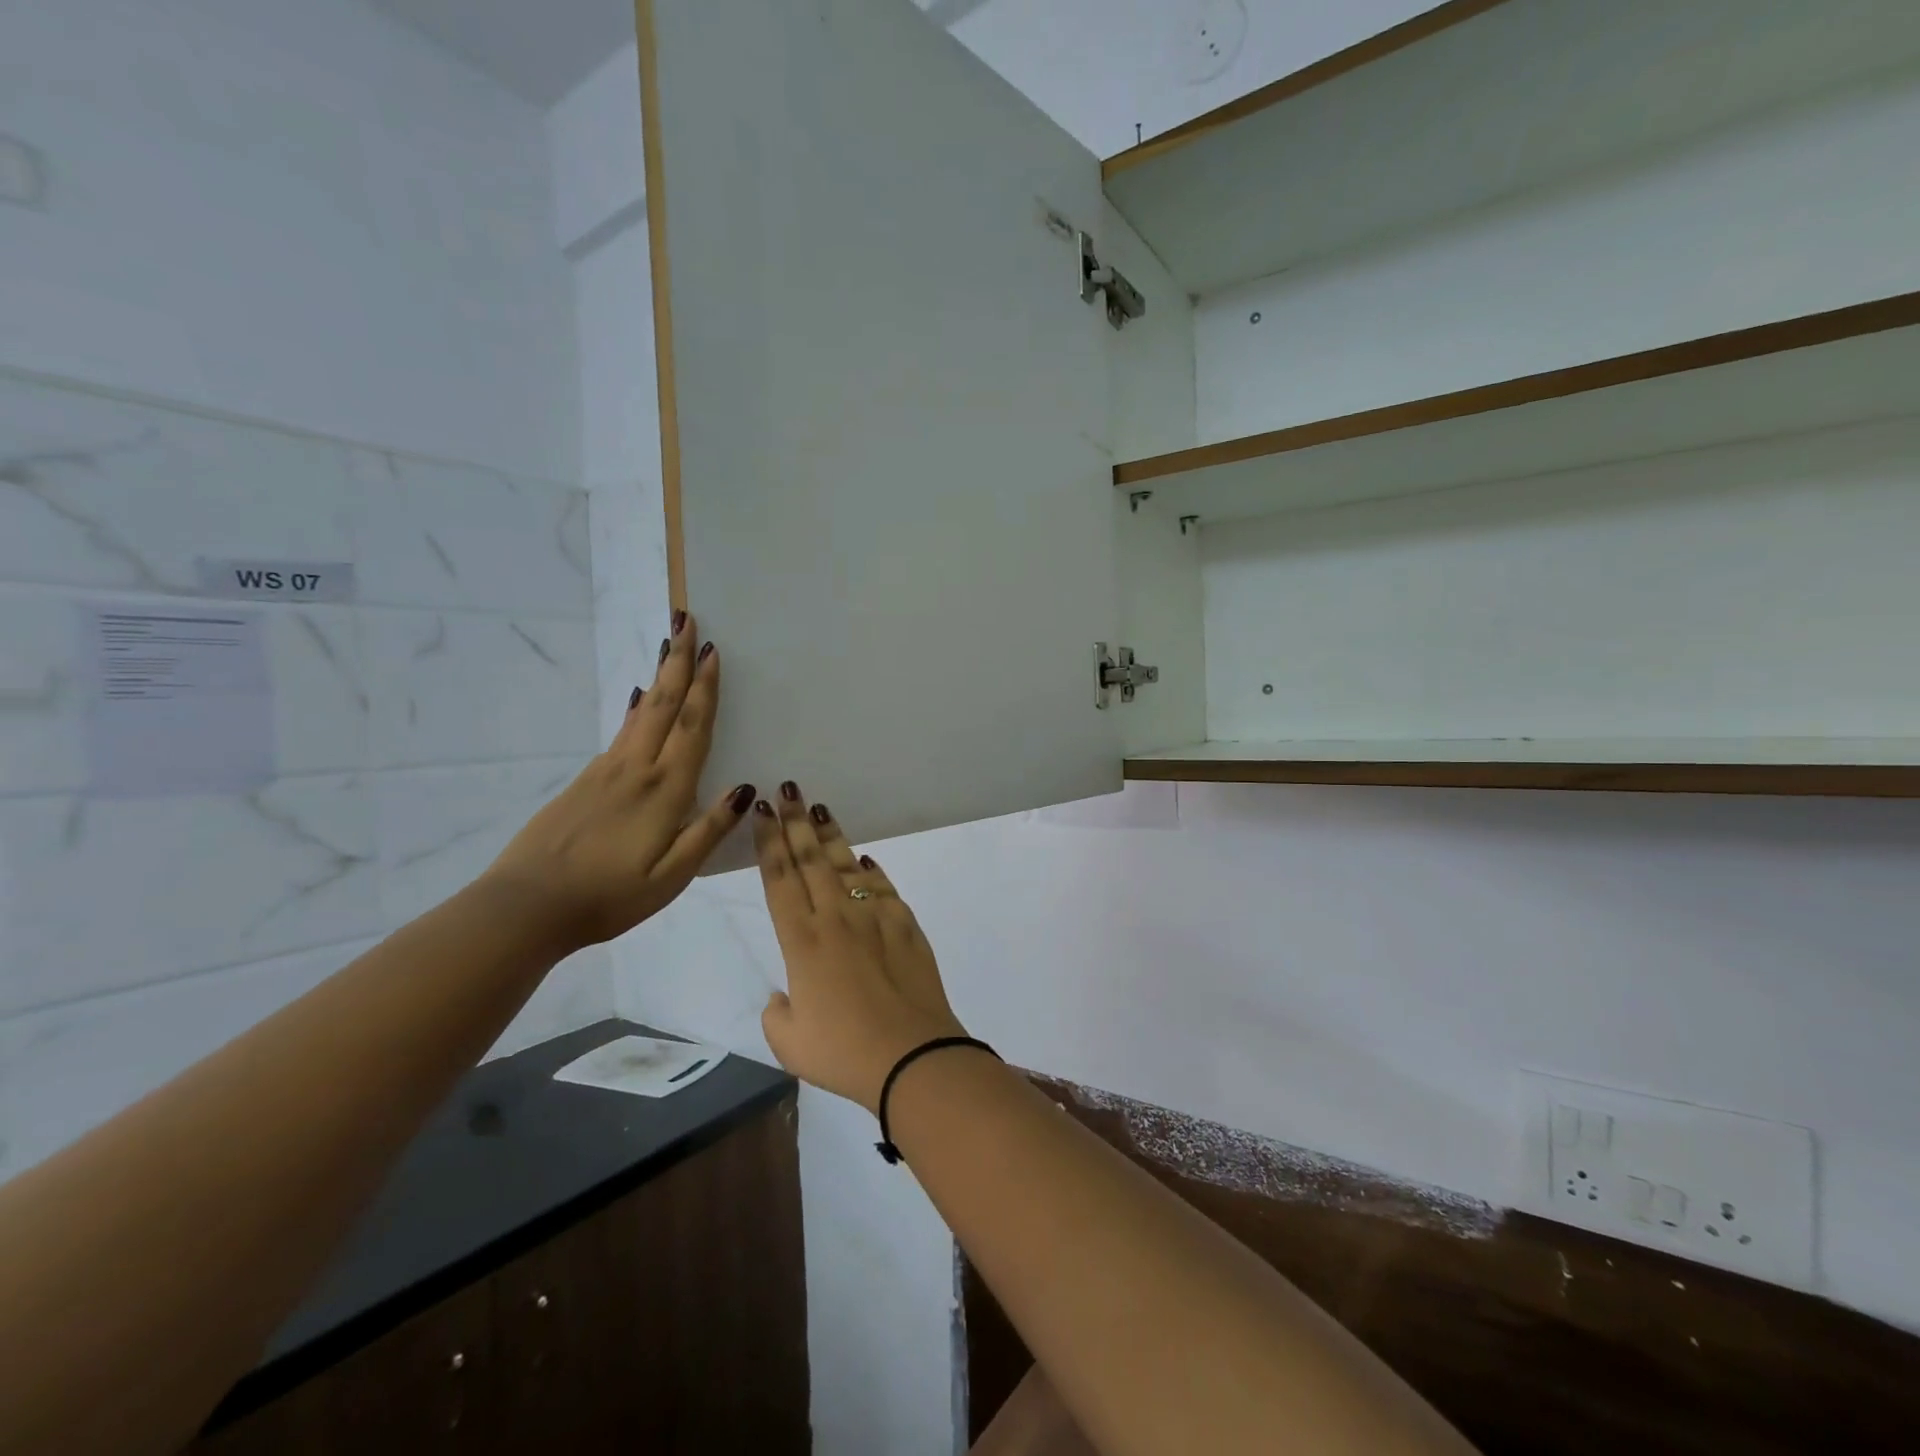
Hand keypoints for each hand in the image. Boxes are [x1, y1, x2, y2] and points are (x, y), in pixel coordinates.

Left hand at [483, 613, 752, 955]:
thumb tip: (744, 789)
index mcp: (664, 791)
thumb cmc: (609, 897)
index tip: (712, 649)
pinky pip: (620, 732)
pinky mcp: (585, 781)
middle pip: (662, 704)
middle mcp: (635, 769)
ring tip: (667, 647)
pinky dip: (635, 708)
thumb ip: (708, 831)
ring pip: (639, 712)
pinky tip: (637, 700)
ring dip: (658, 676)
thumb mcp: (672, 877)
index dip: (704, 688)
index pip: (691, 727)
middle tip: (685, 620)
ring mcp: (605, 772)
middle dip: (677, 661)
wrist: (526, 906)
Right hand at [753, 784, 968, 1112]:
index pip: (780, 879)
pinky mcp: (906, 924)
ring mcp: (875, 917)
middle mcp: (836, 918)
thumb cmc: (844, 1052)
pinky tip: (866, 860)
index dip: (768, 841)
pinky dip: (872, 871)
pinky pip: (884, 888)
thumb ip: (778, 1013)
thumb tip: (785, 994)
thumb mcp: (789, 1043)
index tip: (761, 811)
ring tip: (819, 808)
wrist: (913, 1055)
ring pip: (847, 865)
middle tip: (788, 789)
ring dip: (831, 836)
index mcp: (801, 941)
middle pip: (811, 860)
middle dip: (796, 821)